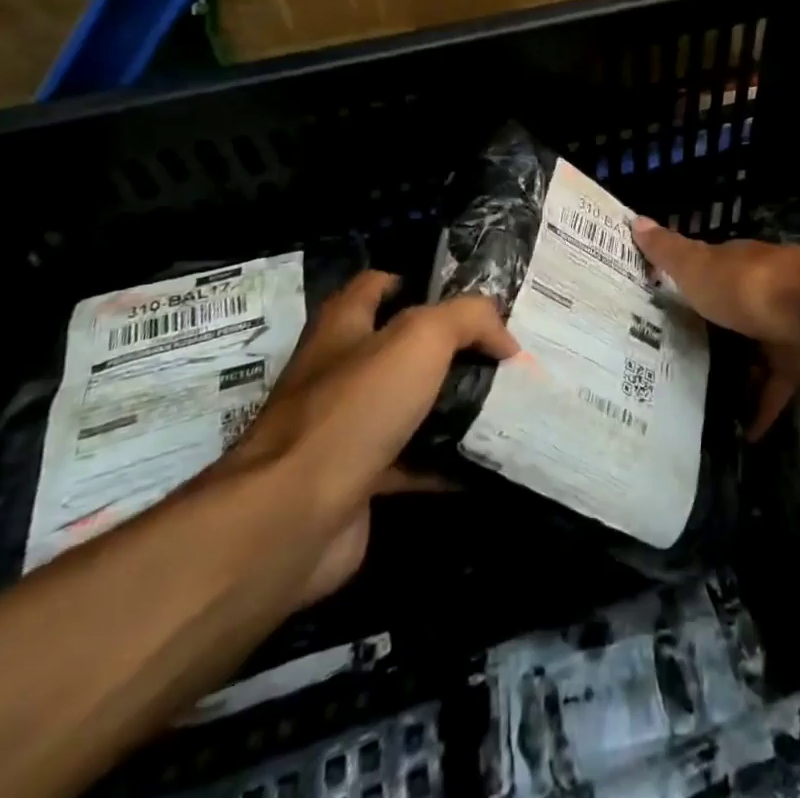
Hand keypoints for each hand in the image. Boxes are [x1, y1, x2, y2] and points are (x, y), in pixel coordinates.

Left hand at [221, 271, 517, 604]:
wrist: (294, 517)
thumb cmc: (355, 408)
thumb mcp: (422, 338)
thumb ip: (469, 319)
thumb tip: (505, 337)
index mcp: (344, 326)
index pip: (378, 285)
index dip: (419, 282)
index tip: (467, 300)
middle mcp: (340, 371)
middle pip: (401, 348)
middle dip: (449, 349)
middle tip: (501, 354)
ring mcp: (346, 428)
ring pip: (410, 405)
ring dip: (451, 405)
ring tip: (506, 402)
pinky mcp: (358, 479)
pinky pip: (412, 461)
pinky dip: (446, 461)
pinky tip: (487, 458)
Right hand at [632, 218, 799, 437]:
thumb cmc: (751, 288)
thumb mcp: (699, 268)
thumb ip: (669, 252)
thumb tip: (635, 219)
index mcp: (733, 267)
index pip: (702, 270)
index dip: (679, 282)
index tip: (651, 302)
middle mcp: (755, 294)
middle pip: (725, 313)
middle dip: (703, 332)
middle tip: (662, 360)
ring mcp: (777, 330)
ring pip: (749, 352)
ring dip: (730, 372)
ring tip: (692, 401)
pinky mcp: (796, 365)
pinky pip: (773, 391)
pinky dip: (760, 411)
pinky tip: (742, 435)